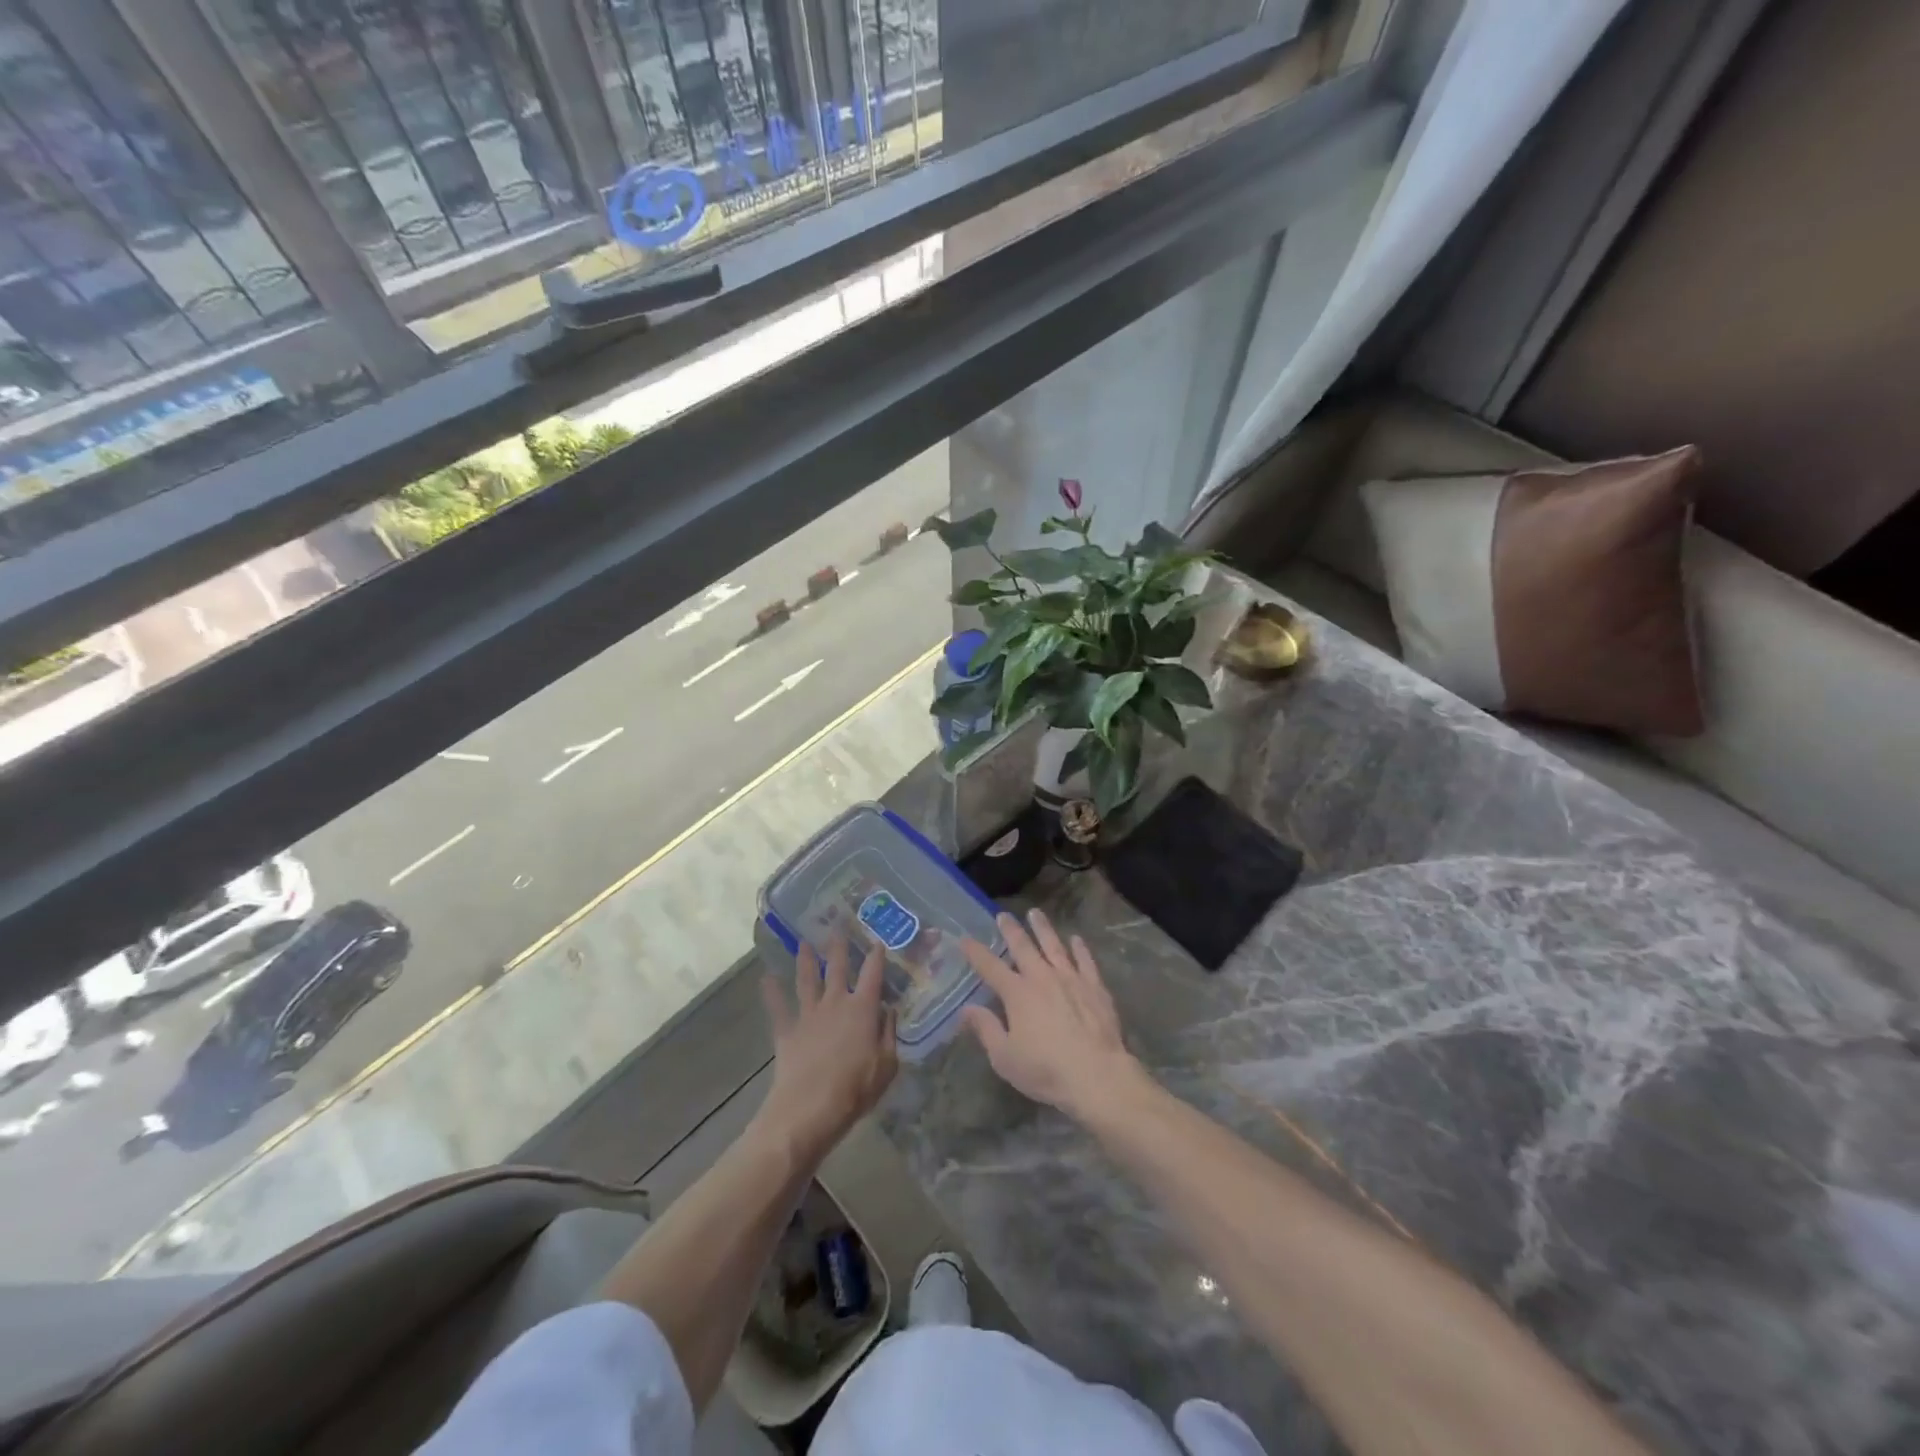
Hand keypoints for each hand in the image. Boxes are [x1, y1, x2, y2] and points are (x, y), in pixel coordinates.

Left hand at [758, 937, 897, 1163]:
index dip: (877, 956)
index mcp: (863, 1009)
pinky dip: (771, 991)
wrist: (809, 1110)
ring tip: (803, 942)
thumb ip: (889, 1034)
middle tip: (836, 925)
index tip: (879, 940)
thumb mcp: (887, 1065)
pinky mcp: (787, 1030)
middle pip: (838, 968)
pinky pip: (778, 1007)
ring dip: (805, 959)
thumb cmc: (855, 1090)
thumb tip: (888, 1011)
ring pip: (807, 979)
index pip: (874, 975)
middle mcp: (836, 1003)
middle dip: (838, 946)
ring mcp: (809, 1014)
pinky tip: (766, 977)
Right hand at [960, 910, 1143, 1121]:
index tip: (965, 938)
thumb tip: (966, 1009)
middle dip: (1011, 930)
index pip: (990, 967)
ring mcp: (1071, 979)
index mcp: (1017, 994)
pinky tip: (1076, 939)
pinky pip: (1085, 961)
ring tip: (1036, 913)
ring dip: (1043, 929)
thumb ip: (986, 1029)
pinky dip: (1080, 948)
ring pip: (1054, 946)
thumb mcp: (1005, 1057)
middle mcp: (1042, 978)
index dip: (976, 952)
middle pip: (1023, 947)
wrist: (1097, 1075)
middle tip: (1003, 915)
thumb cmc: (1045, 1070)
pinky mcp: (1095, 987)